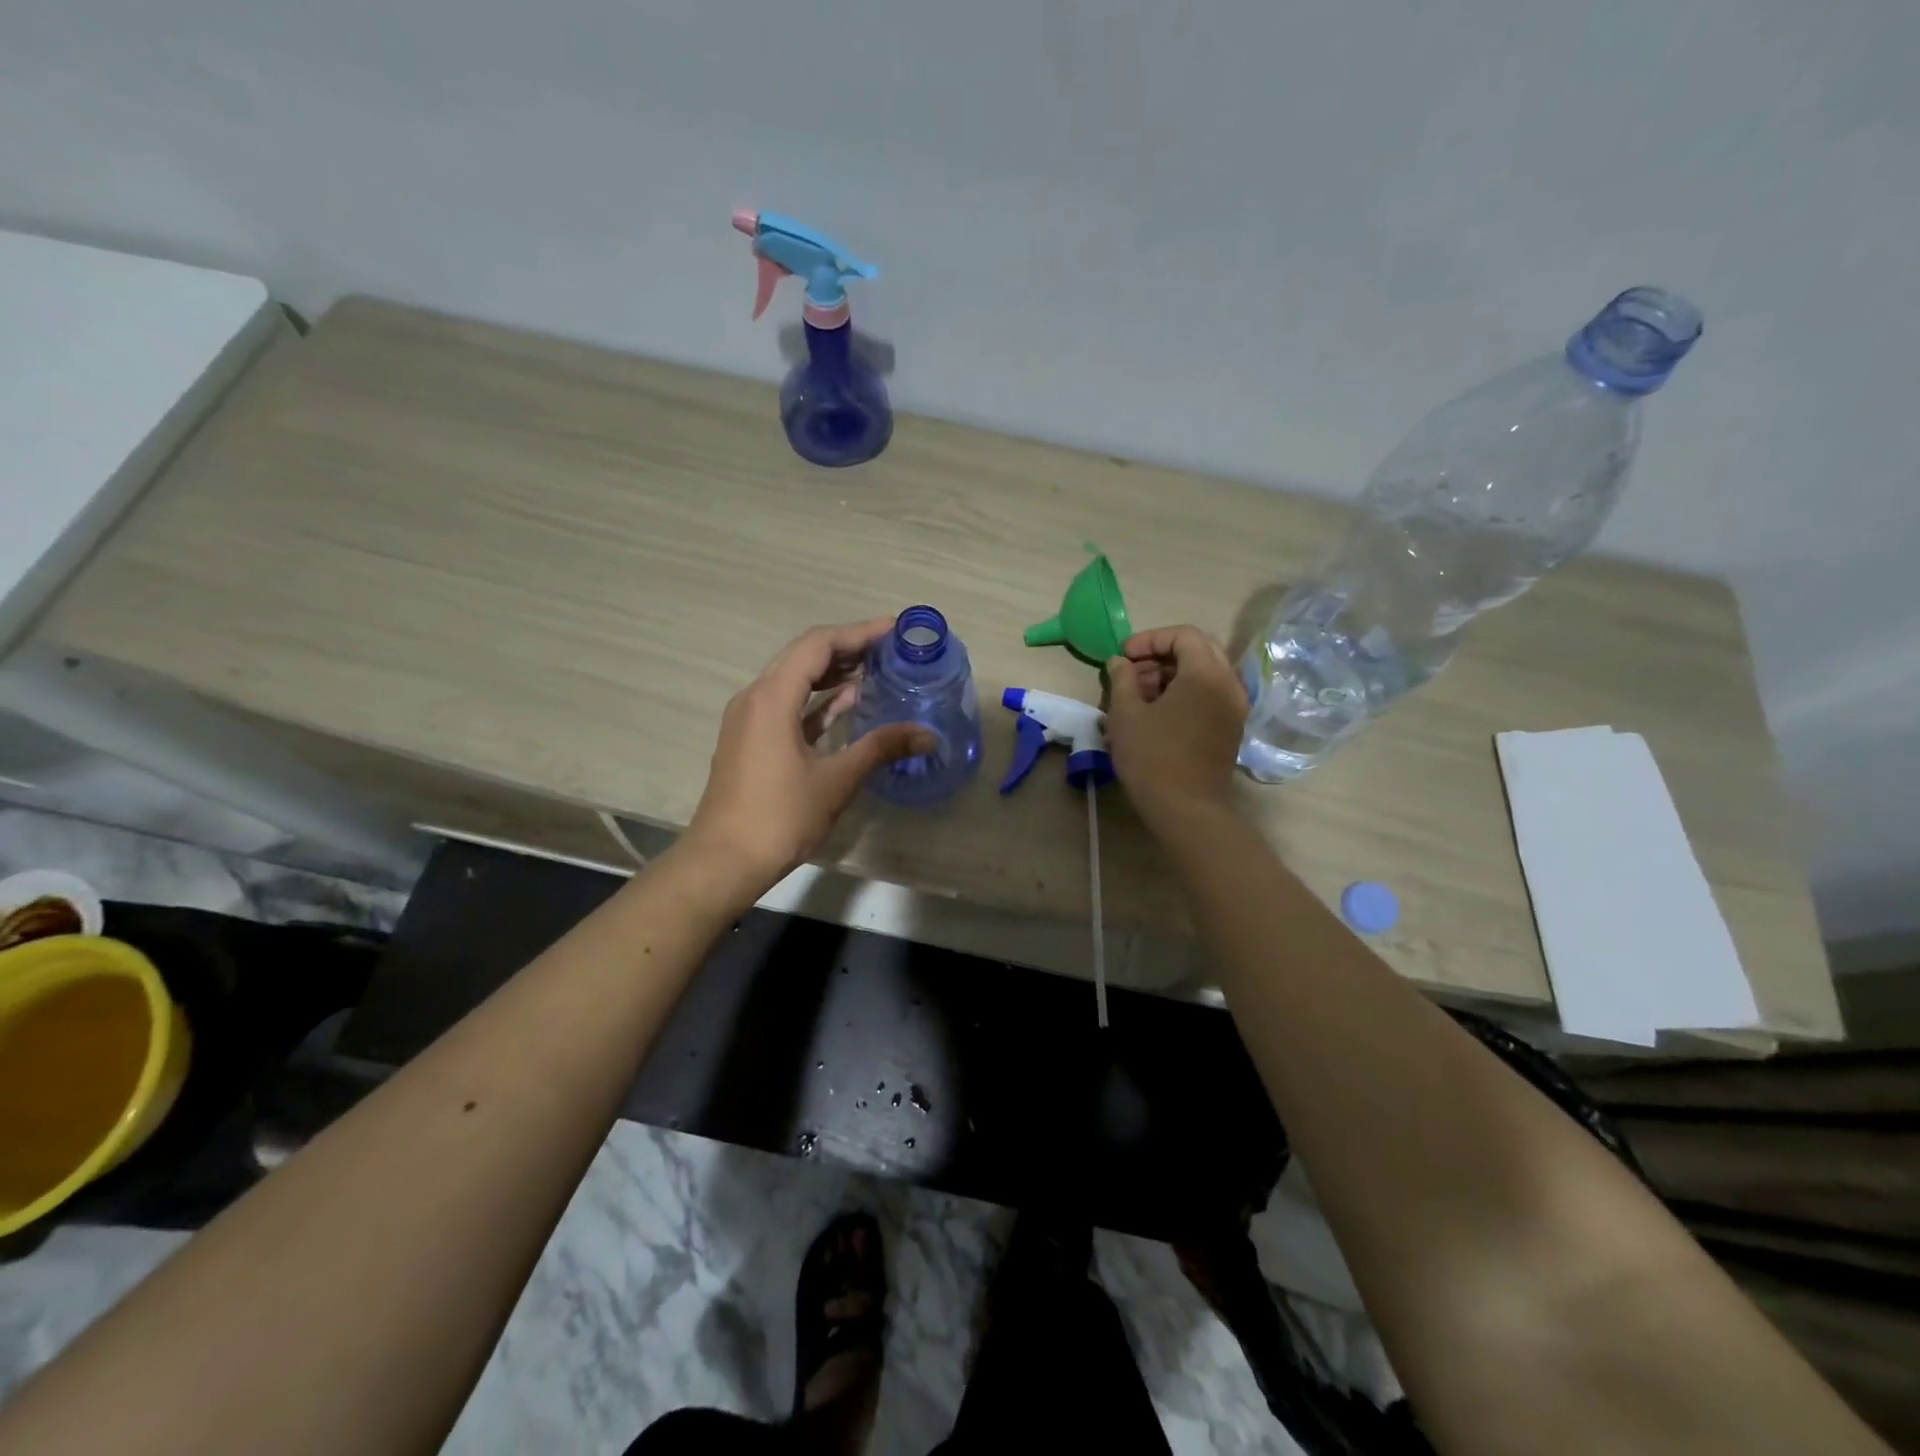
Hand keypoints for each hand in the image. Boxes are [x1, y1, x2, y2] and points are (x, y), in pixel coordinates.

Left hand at [683, 618, 934, 890]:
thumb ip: (881, 748)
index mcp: (771, 697)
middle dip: (848, 647)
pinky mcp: (752, 740)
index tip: (895, 629)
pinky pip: (788, 705)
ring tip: (877, 668)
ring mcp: (750, 719)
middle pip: (804, 656)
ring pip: (795, 680)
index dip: (858, 633)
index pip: (818, 645)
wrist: (724, 861)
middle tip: (891, 647)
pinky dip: (818, 699)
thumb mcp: (836, 781)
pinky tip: (849, 702)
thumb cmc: (779, 817)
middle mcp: (755, 697)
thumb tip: (928, 734)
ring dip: (833, 672)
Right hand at [1106, 625, 1248, 831]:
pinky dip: (1185, 692)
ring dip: (1172, 674)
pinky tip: (1157, 713)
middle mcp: (1229, 684)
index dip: (1150, 639)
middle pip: (1199, 649)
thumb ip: (1122, 678)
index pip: (1184, 634)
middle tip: (1132, 671)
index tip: (1124, 656)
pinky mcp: (1231, 727)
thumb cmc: (1152, 757)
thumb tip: (1120, 663)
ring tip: (1139, 695)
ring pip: (1205, 672)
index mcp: (1206, 673)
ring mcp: (1234, 707)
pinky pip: (1210, 694)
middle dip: (1162, 654)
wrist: (1187, 810)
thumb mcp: (1125, 713)